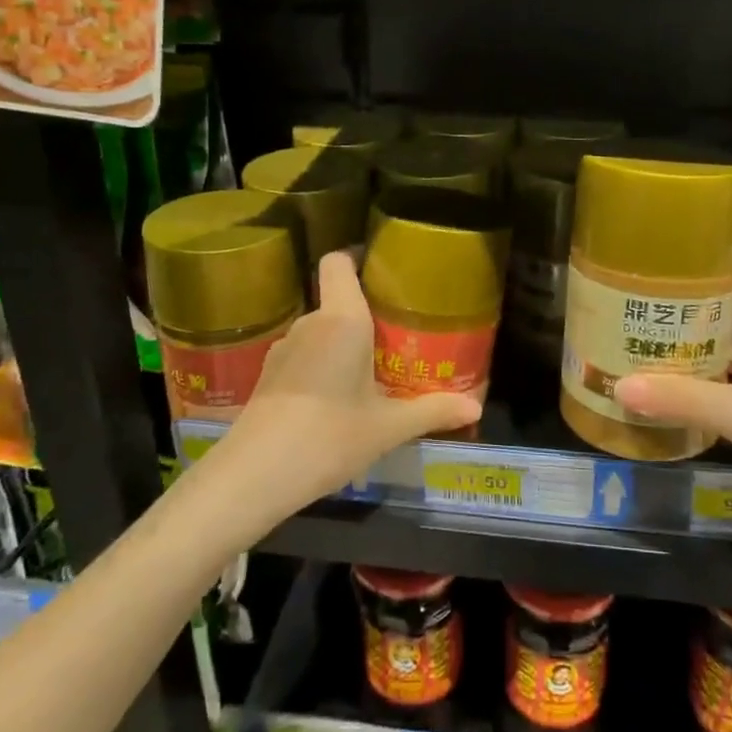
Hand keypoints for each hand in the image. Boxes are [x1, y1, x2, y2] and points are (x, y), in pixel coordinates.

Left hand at [207, 252, 480, 518]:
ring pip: (320, 332)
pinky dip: (320, 366)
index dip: (357, 256)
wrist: (255, 475)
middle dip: (365, 315)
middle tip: (396, 340)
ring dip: (342, 345)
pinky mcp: (267, 375)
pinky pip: (303, 355)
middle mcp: (311, 323)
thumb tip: (476, 408)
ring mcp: (284, 348)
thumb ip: (432, 411)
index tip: (383, 271)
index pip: (339, 261)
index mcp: (343, 319)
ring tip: (369, 374)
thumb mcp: (388, 428)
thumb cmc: (329, 436)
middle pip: (337, 301)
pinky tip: (334, 400)